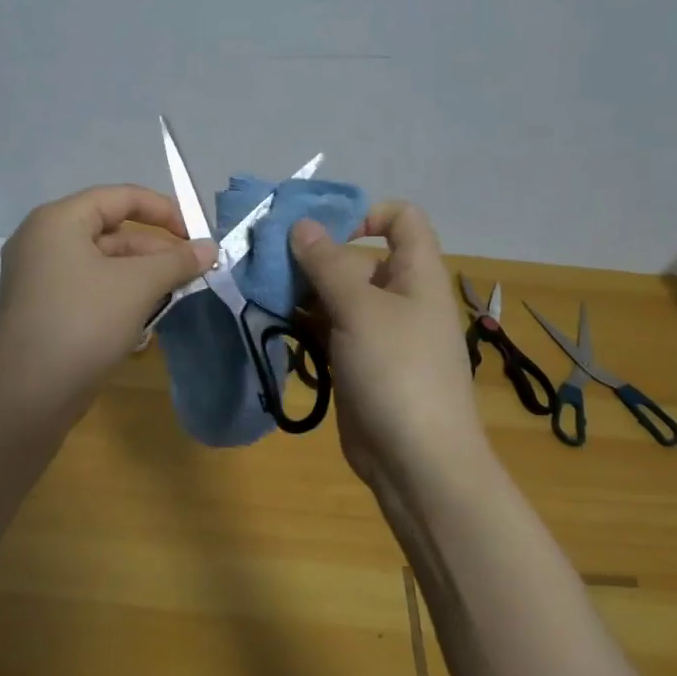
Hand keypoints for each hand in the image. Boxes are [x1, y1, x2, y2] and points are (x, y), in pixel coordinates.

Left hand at [0, 184, 217, 413]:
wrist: (29, 394)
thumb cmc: (84, 323)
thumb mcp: (138, 286)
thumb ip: (177, 261)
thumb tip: (210, 247)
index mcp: (58, 221)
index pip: (119, 197)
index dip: (163, 210)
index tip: (196, 235)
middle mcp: (42, 241)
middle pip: (111, 231)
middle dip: (155, 250)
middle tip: (192, 271)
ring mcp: (39, 277)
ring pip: (102, 263)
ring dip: (141, 276)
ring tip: (175, 295)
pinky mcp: (43, 308)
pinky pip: (89, 288)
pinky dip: (119, 295)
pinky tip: (145, 319)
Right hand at [290, 203, 485, 496]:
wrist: (417, 461)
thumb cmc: (397, 372)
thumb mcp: (360, 309)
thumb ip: (328, 264)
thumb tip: (301, 225)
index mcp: (416, 274)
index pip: (402, 220)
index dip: (366, 214)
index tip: (321, 231)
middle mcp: (398, 297)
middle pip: (357, 258)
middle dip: (313, 256)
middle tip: (265, 260)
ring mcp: (377, 333)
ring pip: (336, 296)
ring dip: (301, 290)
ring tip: (259, 290)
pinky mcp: (357, 362)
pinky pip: (328, 329)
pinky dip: (302, 322)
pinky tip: (272, 322)